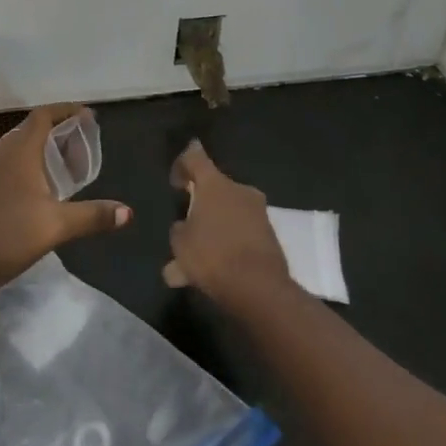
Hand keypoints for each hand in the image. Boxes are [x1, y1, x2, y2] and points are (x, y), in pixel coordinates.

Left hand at [0, 104, 129, 303]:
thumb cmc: (6, 236)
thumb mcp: (56, 226)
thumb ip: (93, 216)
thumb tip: (128, 212)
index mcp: (19, 151)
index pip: (43, 116)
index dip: (65, 110)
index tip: (87, 115)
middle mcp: (1, 153)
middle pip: (31, 130)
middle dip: (57, 131)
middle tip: (82, 144)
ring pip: (18, 149)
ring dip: (41, 150)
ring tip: (64, 167)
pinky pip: (8, 165)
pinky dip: (27, 166)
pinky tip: (37, 191)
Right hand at [162, 141, 294, 315]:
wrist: (259, 288)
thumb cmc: (212, 256)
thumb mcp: (180, 244)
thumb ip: (180, 229)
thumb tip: (185, 226)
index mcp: (215, 184)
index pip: (194, 156)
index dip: (182, 165)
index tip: (175, 184)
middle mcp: (239, 190)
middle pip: (214, 188)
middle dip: (200, 204)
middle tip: (186, 226)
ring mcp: (258, 212)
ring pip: (227, 214)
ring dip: (213, 229)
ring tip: (196, 260)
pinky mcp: (269, 234)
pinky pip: (240, 233)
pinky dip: (227, 245)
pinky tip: (213, 270)